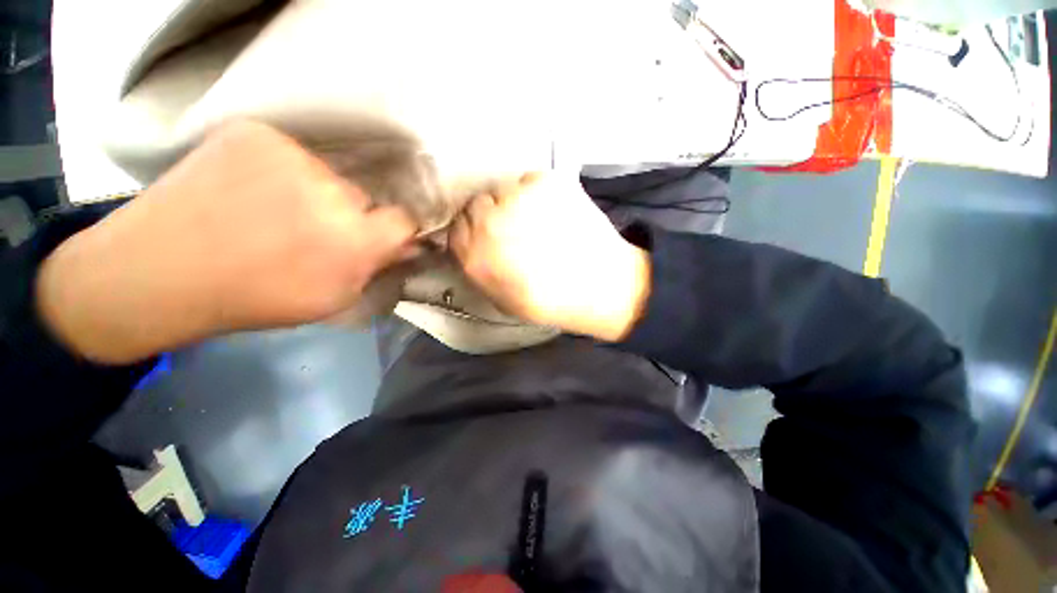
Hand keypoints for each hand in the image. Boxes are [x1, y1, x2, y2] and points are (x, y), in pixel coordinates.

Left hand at [37, 121, 417, 363]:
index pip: (405, 219)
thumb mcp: (333, 298)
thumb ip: (374, 269)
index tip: (375, 239)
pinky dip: (281, 171)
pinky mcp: (256, 132)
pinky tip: (249, 189)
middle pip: (363, 197)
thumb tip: (402, 246)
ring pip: (328, 175)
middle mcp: (333, 190)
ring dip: (315, 193)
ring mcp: (291, 154)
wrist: (160, 270)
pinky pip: (291, 153)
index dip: (392, 231)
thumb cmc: (256, 297)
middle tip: (311, 232)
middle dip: (349, 216)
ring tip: (273, 211)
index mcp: (355, 238)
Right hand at [449, 172, 649, 341]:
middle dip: (492, 215)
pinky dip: (541, 193)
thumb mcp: (501, 299)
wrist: (599, 286)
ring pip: (505, 190)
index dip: (473, 230)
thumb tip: (471, 245)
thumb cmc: (549, 302)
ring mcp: (518, 199)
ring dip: (516, 203)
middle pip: (477, 204)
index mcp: (475, 256)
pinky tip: (557, 212)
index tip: (486, 234)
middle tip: (515, 227)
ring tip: (540, 221)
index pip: (456, 227)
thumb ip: (477, 269)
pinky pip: (532, 180)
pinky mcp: (546, 182)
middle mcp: (489, 223)